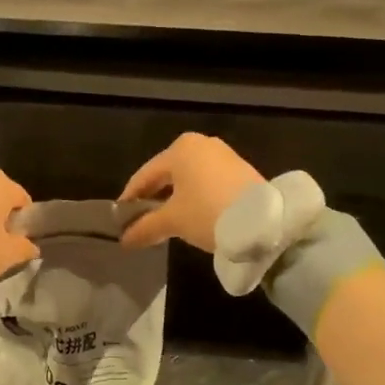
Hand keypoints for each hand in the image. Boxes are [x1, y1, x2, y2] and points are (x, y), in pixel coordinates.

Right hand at [119, 134, 264, 251]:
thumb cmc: (208, 212)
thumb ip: (145, 227)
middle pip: (167, 174)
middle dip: (153, 199)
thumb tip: (125, 240)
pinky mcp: (241, 170)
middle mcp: (201, 144)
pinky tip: (193, 216)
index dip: (130, 198)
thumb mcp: (172, 221)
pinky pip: (207, 182)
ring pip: (188, 179)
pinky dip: (196, 197)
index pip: (144, 175)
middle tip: (141, 222)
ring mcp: (224, 155)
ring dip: (175, 199)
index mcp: (179, 149)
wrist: (264, 223)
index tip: (120, 219)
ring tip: (166, 223)